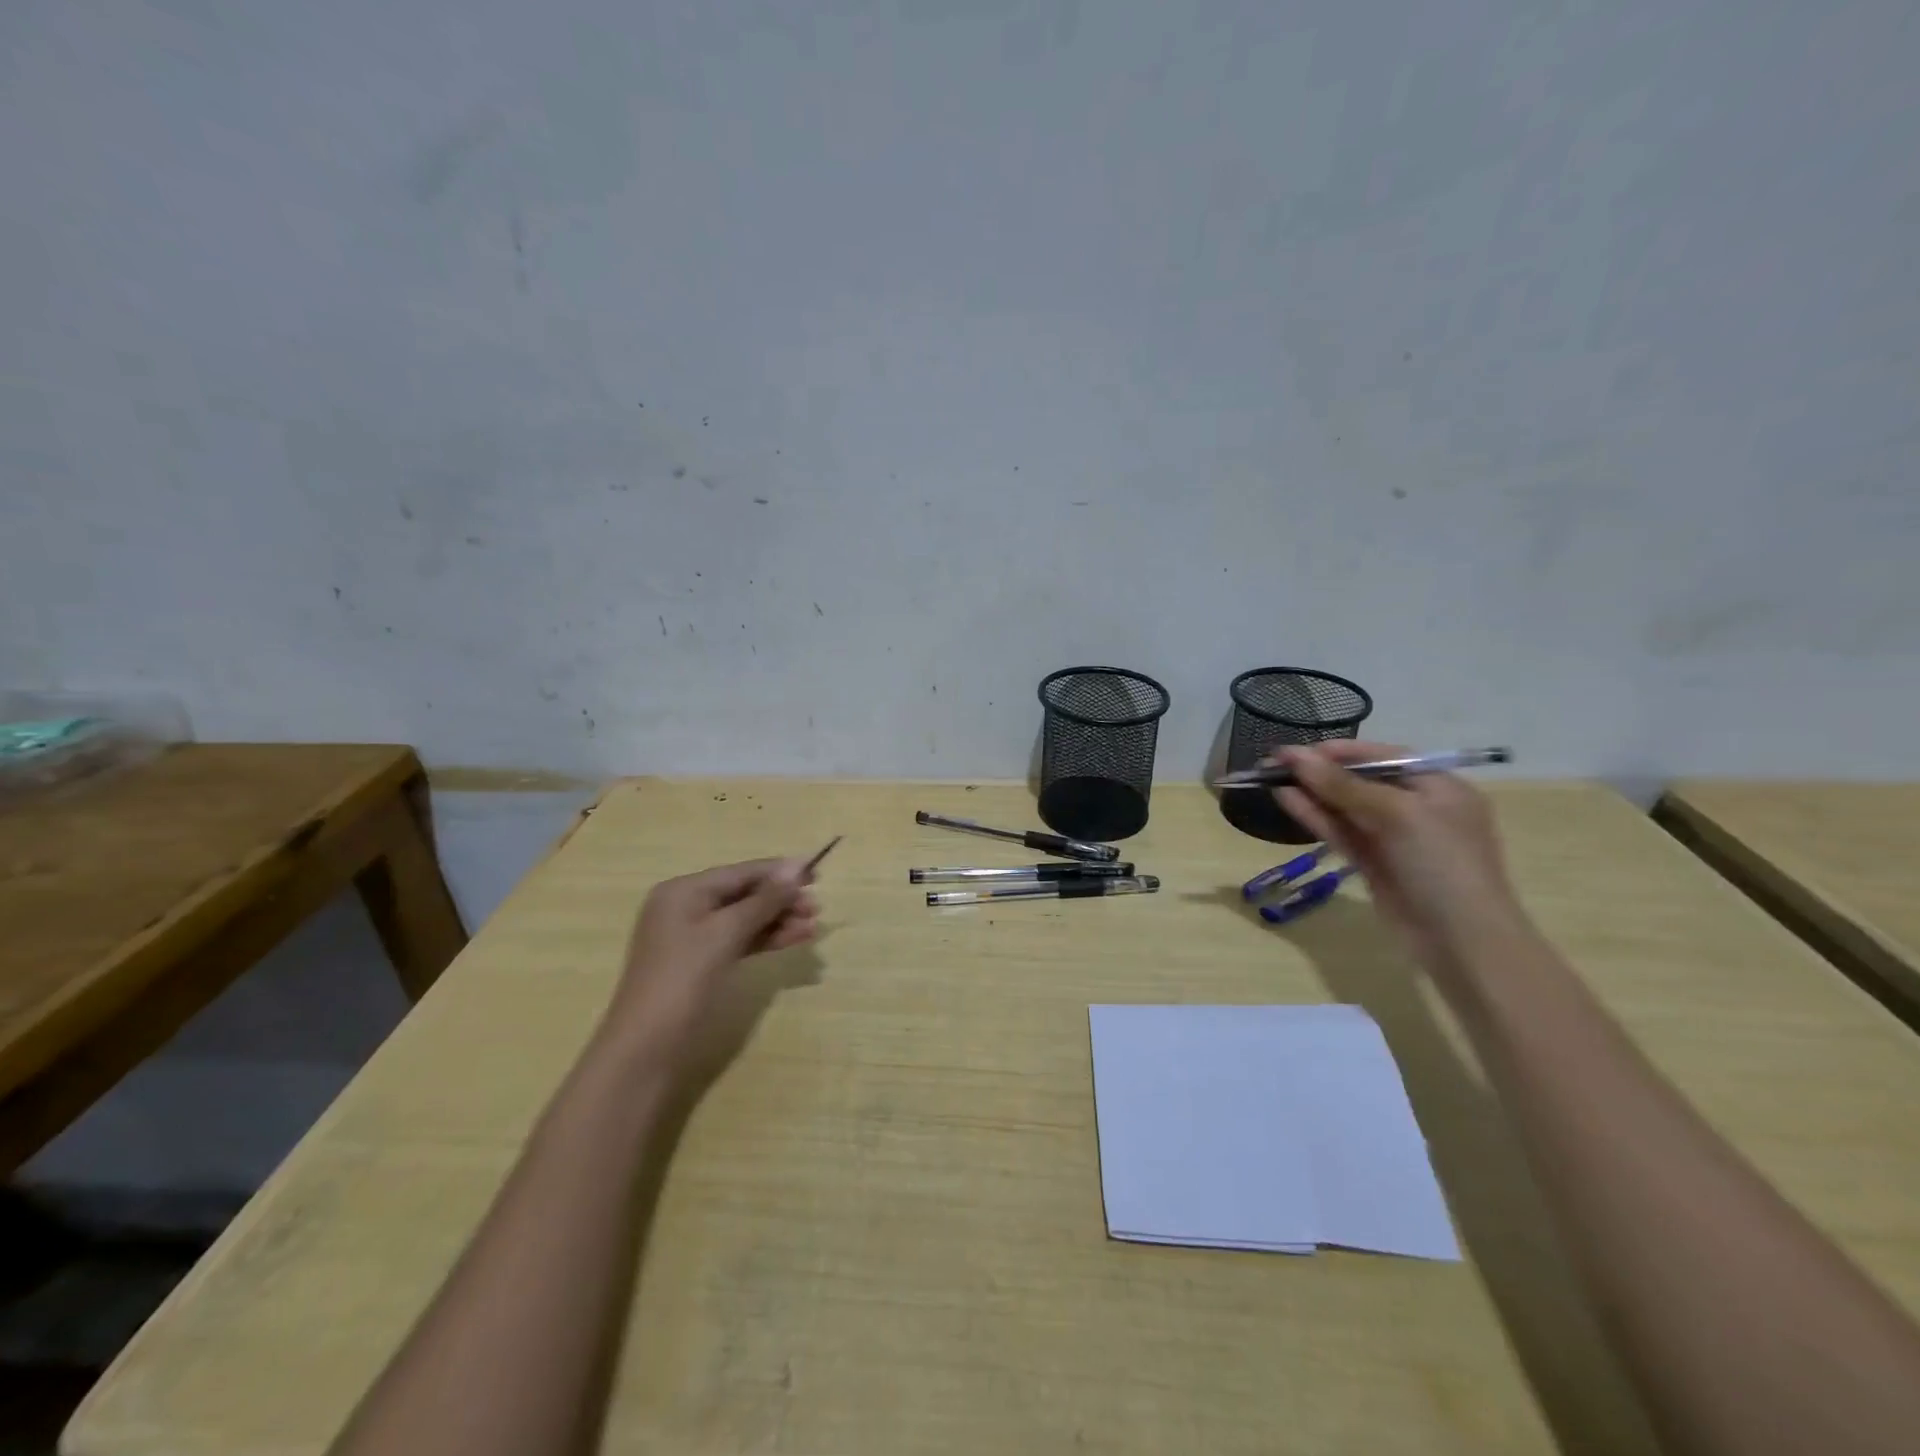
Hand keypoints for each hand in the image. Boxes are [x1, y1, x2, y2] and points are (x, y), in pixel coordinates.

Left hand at [603, 858, 819, 1084]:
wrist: (647, 1049)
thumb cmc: (683, 980)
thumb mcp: (726, 934)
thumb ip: (764, 900)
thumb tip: (797, 866)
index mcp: (683, 891)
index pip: (740, 872)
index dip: (779, 871)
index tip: (817, 872)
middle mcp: (686, 907)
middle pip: (744, 894)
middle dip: (781, 899)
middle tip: (817, 908)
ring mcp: (693, 937)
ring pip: (745, 919)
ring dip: (779, 921)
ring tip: (813, 928)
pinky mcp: (702, 964)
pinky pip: (740, 940)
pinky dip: (766, 939)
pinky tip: (794, 940)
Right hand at [1274, 741, 1525, 970]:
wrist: (1462, 942)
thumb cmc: (1441, 864)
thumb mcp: (1396, 815)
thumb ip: (1342, 785)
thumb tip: (1293, 756)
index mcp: (1437, 786)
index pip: (1380, 756)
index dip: (1336, 752)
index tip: (1294, 751)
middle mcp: (1416, 807)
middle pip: (1359, 780)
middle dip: (1318, 771)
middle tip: (1272, 764)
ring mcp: (1394, 838)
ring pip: (1345, 807)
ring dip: (1310, 792)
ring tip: (1269, 779)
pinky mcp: (1374, 863)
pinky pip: (1341, 832)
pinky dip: (1315, 816)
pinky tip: (1287, 801)